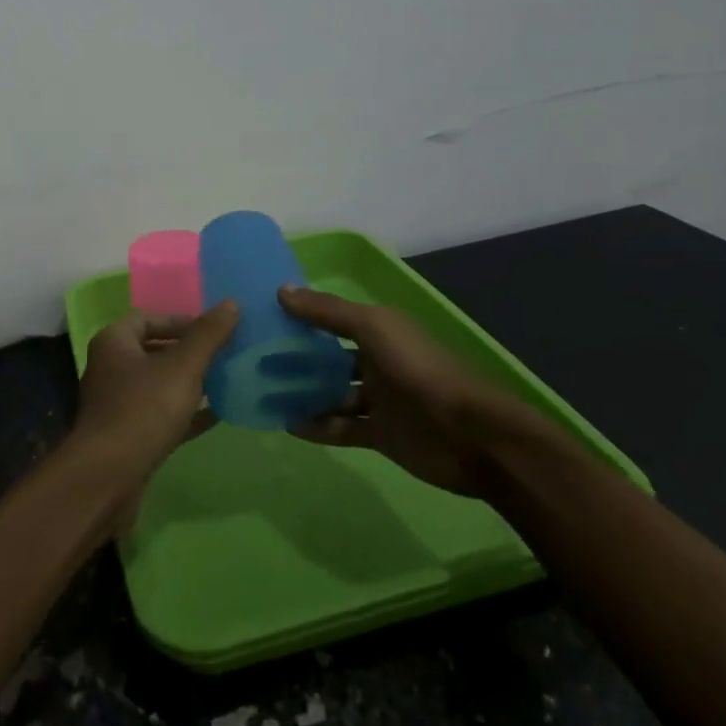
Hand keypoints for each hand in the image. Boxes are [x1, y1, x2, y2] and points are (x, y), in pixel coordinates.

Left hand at [69, 302, 238, 498]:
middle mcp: (111, 368)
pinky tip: (216, 415)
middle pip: (154, 350)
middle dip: (189, 351)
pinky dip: (185, 413)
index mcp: (115, 342)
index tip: (214, 330)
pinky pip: (161, 415)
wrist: (109, 477)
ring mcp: (117, 404)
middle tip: (224, 353)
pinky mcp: (127, 436)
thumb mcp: (183, 366)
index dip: (181, 320)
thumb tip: (231, 303)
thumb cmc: (144, 409)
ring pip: (159, 384)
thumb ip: (208, 334)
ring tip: (226, 380)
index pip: (148, 317)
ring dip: (189, 382)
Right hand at [278, 286, 530, 498]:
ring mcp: (379, 399)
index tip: (263, 318)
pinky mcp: (380, 434)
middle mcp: (377, 361)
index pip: (332, 318)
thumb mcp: (372, 328)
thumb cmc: (418, 370)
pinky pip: (341, 428)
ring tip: (264, 395)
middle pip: (329, 358)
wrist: (469, 435)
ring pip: (332, 394)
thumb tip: (281, 290)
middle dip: (297, 360)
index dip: (302, 317)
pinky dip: (317, 426)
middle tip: (256, 362)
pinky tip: (287, 425)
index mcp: (379, 330)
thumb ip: (327, 311)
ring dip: (303, 395)